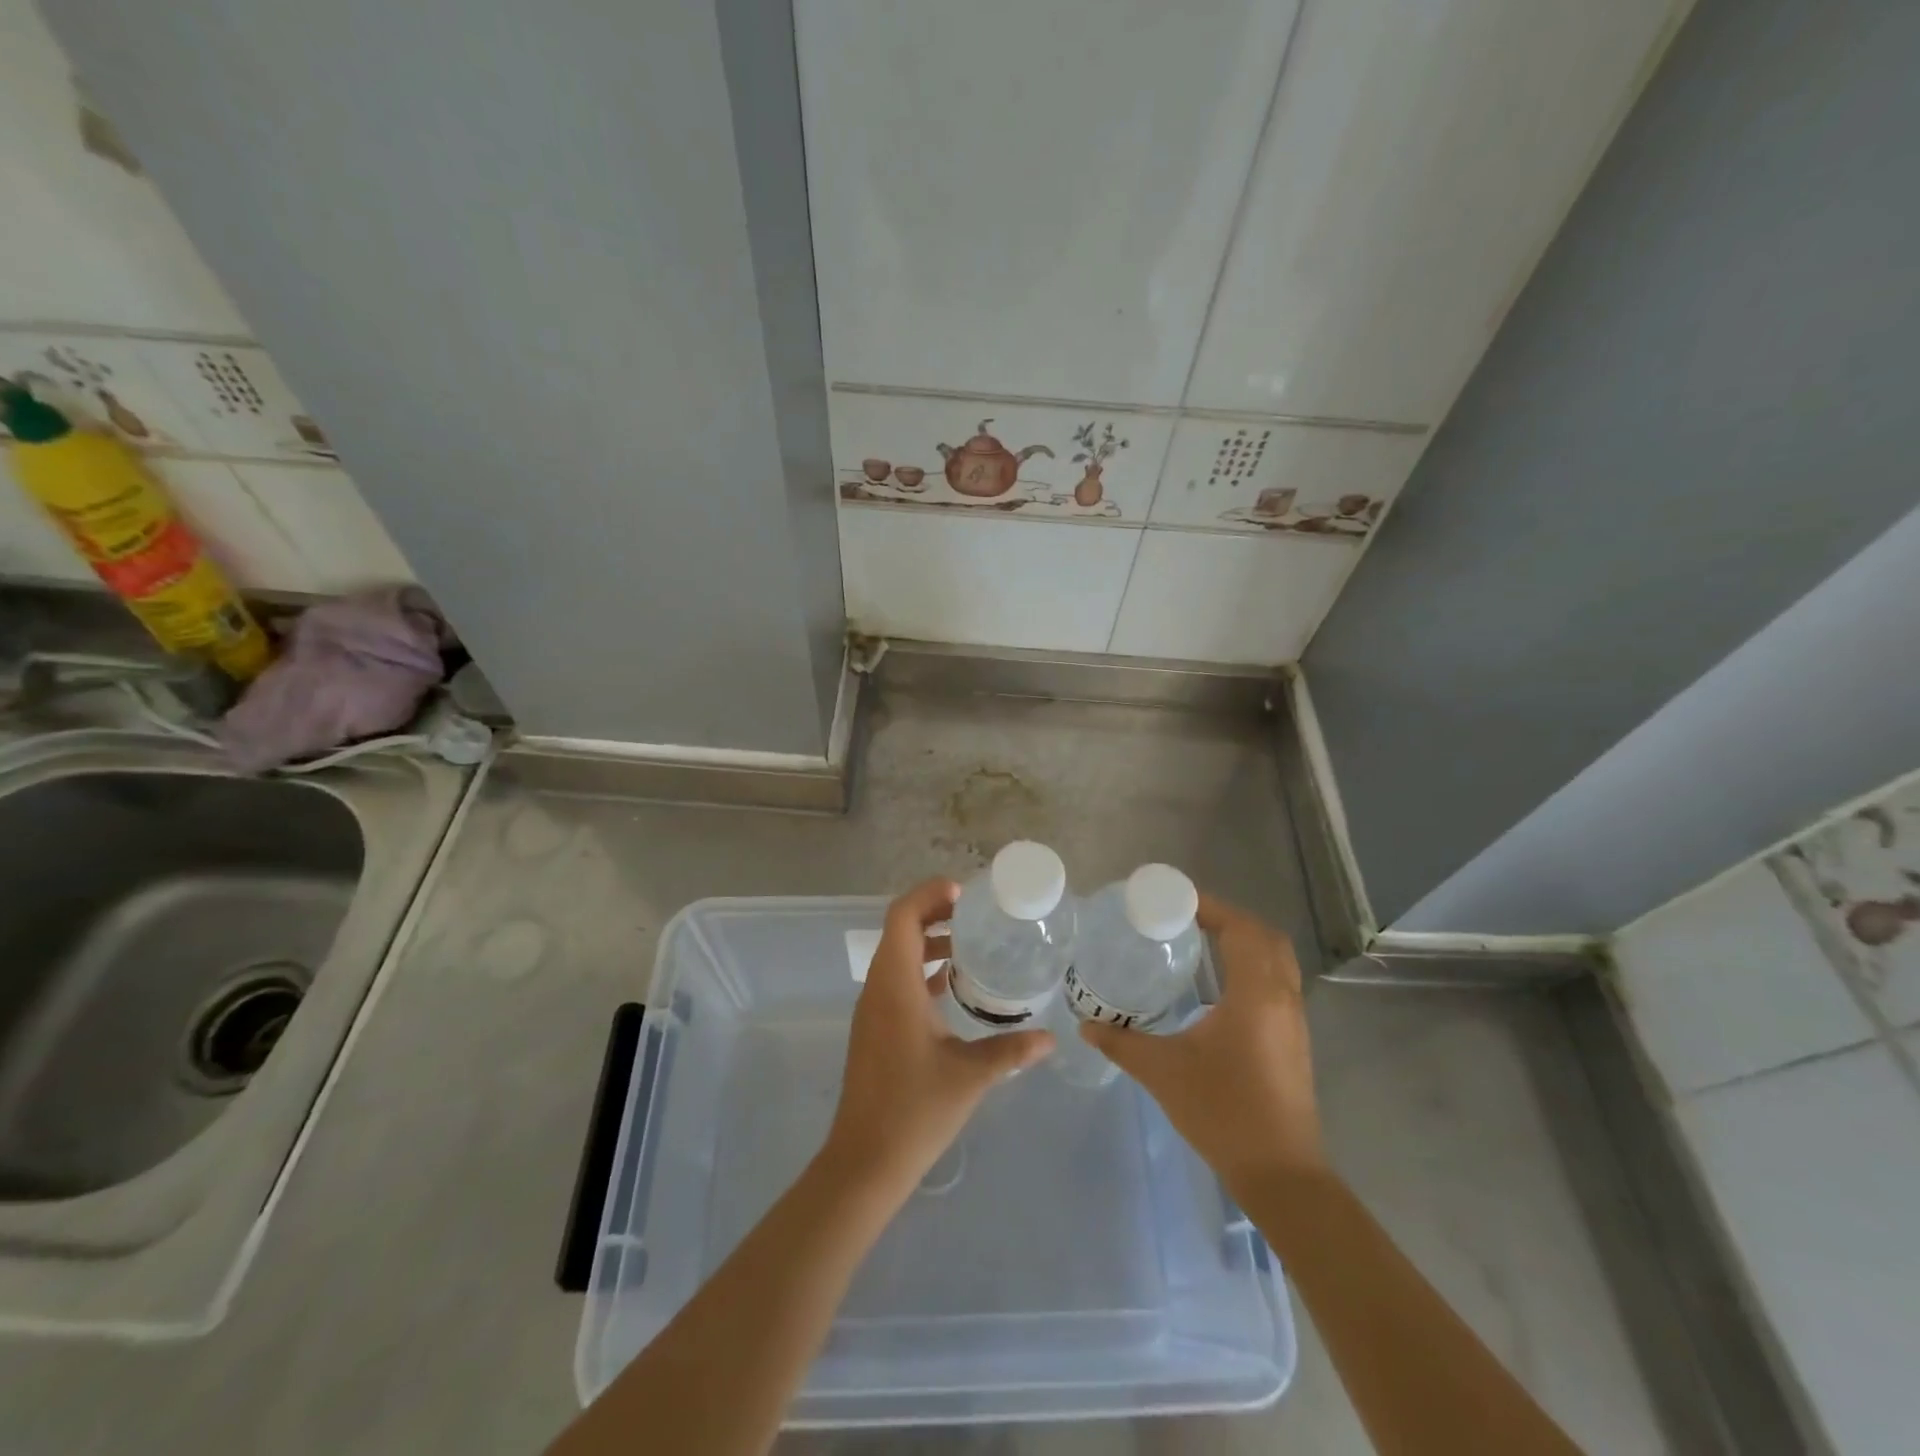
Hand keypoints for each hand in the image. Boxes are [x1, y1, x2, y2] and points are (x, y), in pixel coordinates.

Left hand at [821, 878, 1054, 1200]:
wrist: (865, 1161)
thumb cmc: (915, 1111)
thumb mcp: (970, 1077)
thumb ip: (1011, 1052)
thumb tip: (1050, 1037)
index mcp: (895, 986)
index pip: (902, 917)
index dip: (929, 895)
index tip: (964, 893)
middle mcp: (878, 988)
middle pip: (900, 930)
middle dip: (933, 912)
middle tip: (974, 913)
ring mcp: (873, 1009)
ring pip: (897, 955)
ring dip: (928, 941)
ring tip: (969, 942)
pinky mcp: (875, 1027)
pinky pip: (896, 980)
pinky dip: (922, 969)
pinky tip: (952, 985)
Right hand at [1083, 893, 1324, 1195]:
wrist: (1281, 1174)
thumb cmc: (1223, 1112)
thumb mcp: (1163, 1072)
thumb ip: (1121, 1043)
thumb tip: (1086, 1024)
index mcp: (1255, 995)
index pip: (1241, 929)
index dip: (1211, 907)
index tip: (1176, 899)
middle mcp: (1282, 999)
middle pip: (1266, 937)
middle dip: (1230, 918)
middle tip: (1188, 916)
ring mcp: (1293, 1021)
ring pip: (1277, 961)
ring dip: (1245, 941)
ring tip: (1202, 940)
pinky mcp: (1294, 1041)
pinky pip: (1277, 983)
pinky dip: (1253, 966)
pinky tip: (1220, 984)